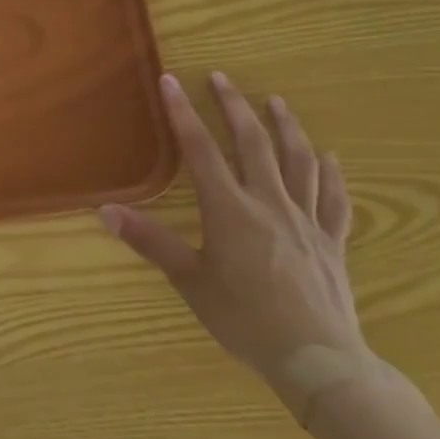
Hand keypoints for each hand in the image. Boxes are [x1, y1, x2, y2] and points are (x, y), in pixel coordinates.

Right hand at [98, 72, 370, 413]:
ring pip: (298, 161)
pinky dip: (331, 174)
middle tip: (222, 78)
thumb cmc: (245, 320)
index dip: (183, 113)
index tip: (170, 81)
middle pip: (252, 143)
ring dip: (286, 127)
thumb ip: (150, 241)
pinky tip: (329, 157)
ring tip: (276, 102)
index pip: (201, 150)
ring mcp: (306, 220)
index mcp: (229, 210)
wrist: (319, 360)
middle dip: (235, 106)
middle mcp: (269, 203)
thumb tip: (105, 211)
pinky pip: (334, 198)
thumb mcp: (190, 281)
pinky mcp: (332, 241)